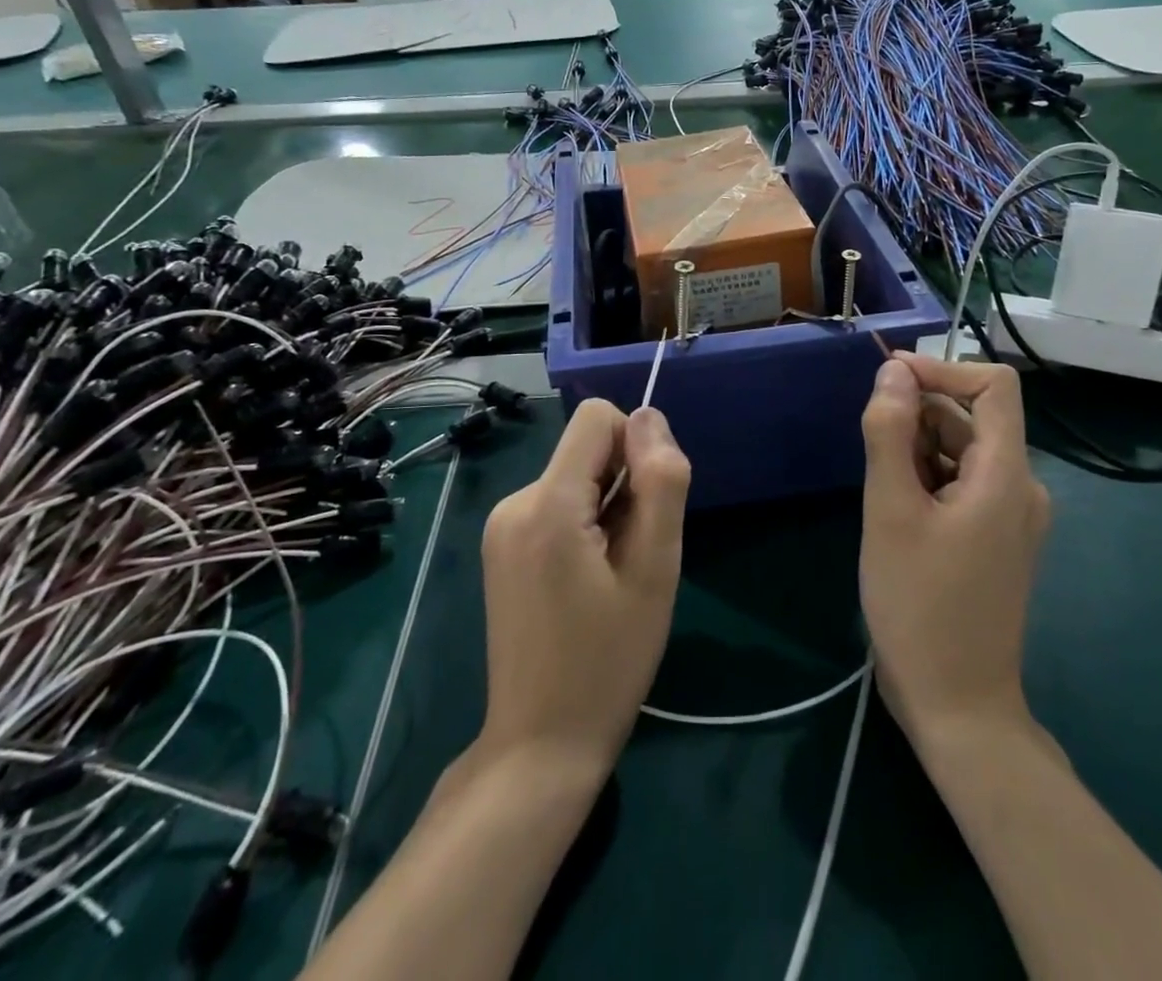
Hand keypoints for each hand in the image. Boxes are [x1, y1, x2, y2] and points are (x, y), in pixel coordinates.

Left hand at [477, 400, 689, 775]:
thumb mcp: (655, 569)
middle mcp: (513, 501)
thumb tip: (650, 417)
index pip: (597, 418)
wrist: (541, 744)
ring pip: (575, 476)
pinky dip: (584, 525)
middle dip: (623, 484)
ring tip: (613, 575)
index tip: (647, 508)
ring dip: (607, 508)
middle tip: (634, 556)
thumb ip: (660, 483)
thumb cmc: (609, 660)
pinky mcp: (501, 546)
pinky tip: (590, 581)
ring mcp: (501, 526)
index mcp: (547, 503)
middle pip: (586, 449)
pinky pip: (556, 503)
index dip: (636, 448)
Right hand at [858, 354, 1049, 746]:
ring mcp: (1012, 516)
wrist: (957, 707)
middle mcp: (1021, 487)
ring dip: (918, 451)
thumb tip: (893, 371)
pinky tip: (898, 514)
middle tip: (871, 454)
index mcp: (1007, 475)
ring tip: (882, 494)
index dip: (942, 368)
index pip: (993, 385)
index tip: (889, 380)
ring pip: (962, 452)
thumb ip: (890, 433)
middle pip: (972, 419)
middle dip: (918, 417)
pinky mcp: (996, 539)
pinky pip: (963, 484)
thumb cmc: (920, 606)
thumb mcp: (891, 511)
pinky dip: (928, 479)